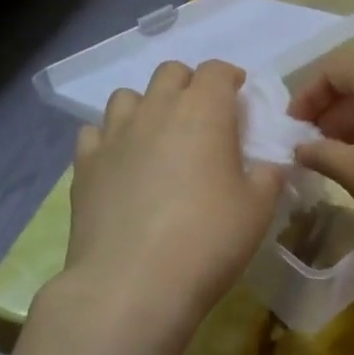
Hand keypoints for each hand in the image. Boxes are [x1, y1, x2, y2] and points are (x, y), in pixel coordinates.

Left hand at [65, 61, 283, 328]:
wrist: (134, 283)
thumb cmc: (209, 240)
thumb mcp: (258, 209)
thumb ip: (268, 177)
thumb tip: (269, 165)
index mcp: (204, 112)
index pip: (216, 71)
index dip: (229, 77)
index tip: (239, 94)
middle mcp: (156, 111)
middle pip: (170, 73)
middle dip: (190, 85)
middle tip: (204, 116)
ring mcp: (114, 136)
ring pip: (128, 97)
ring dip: (148, 106)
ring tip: (159, 136)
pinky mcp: (84, 165)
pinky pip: (95, 132)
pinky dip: (112, 138)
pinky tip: (122, 163)